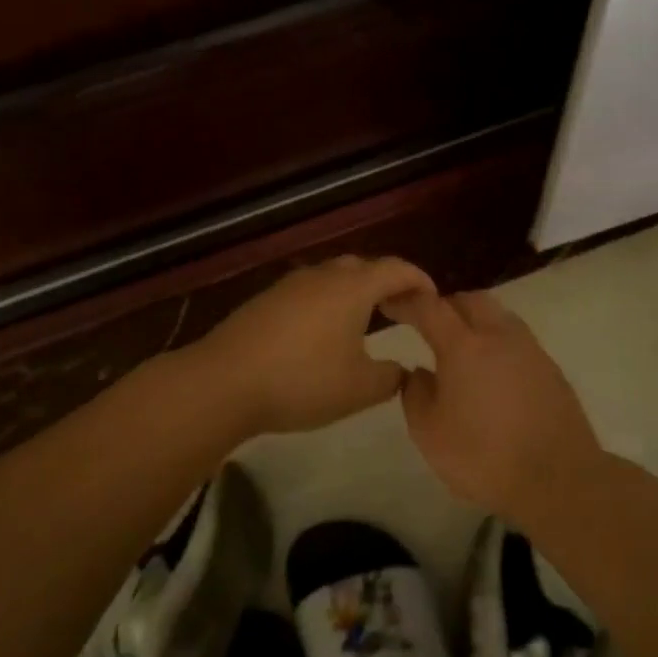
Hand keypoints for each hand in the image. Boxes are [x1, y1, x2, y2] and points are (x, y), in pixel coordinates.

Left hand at [188, 256, 435, 435]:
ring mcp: (289, 285)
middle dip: (385, 283)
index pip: (396, 269)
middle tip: (400, 308)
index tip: (433, 298)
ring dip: (353, 291)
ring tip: (364, 319)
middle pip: (362, 267)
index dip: (418, 280)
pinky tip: (322, 331)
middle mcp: (322, 276)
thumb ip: (390, 377)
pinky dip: (327, 302)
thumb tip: (402, 369)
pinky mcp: (265, 300)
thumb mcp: (359, 389)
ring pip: (332, 277)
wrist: (224, 381)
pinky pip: (308, 291)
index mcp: (351, 288)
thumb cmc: (302, 381)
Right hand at [382, 290, 603, 518]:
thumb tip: (418, 372)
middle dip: (445, 305)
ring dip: (475, 320)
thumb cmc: (483, 457)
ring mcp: (530, 350)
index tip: (391, 304)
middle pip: (469, 300)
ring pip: (498, 315)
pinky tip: (491, 371)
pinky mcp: (551, 369)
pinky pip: (516, 340)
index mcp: (463, 346)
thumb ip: (415, 394)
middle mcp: (498, 336)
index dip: (407, 301)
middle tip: (428, 324)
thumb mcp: (428, 433)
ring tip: (461, 346)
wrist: (558, 480)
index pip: (429, 307)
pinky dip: (497, 343)